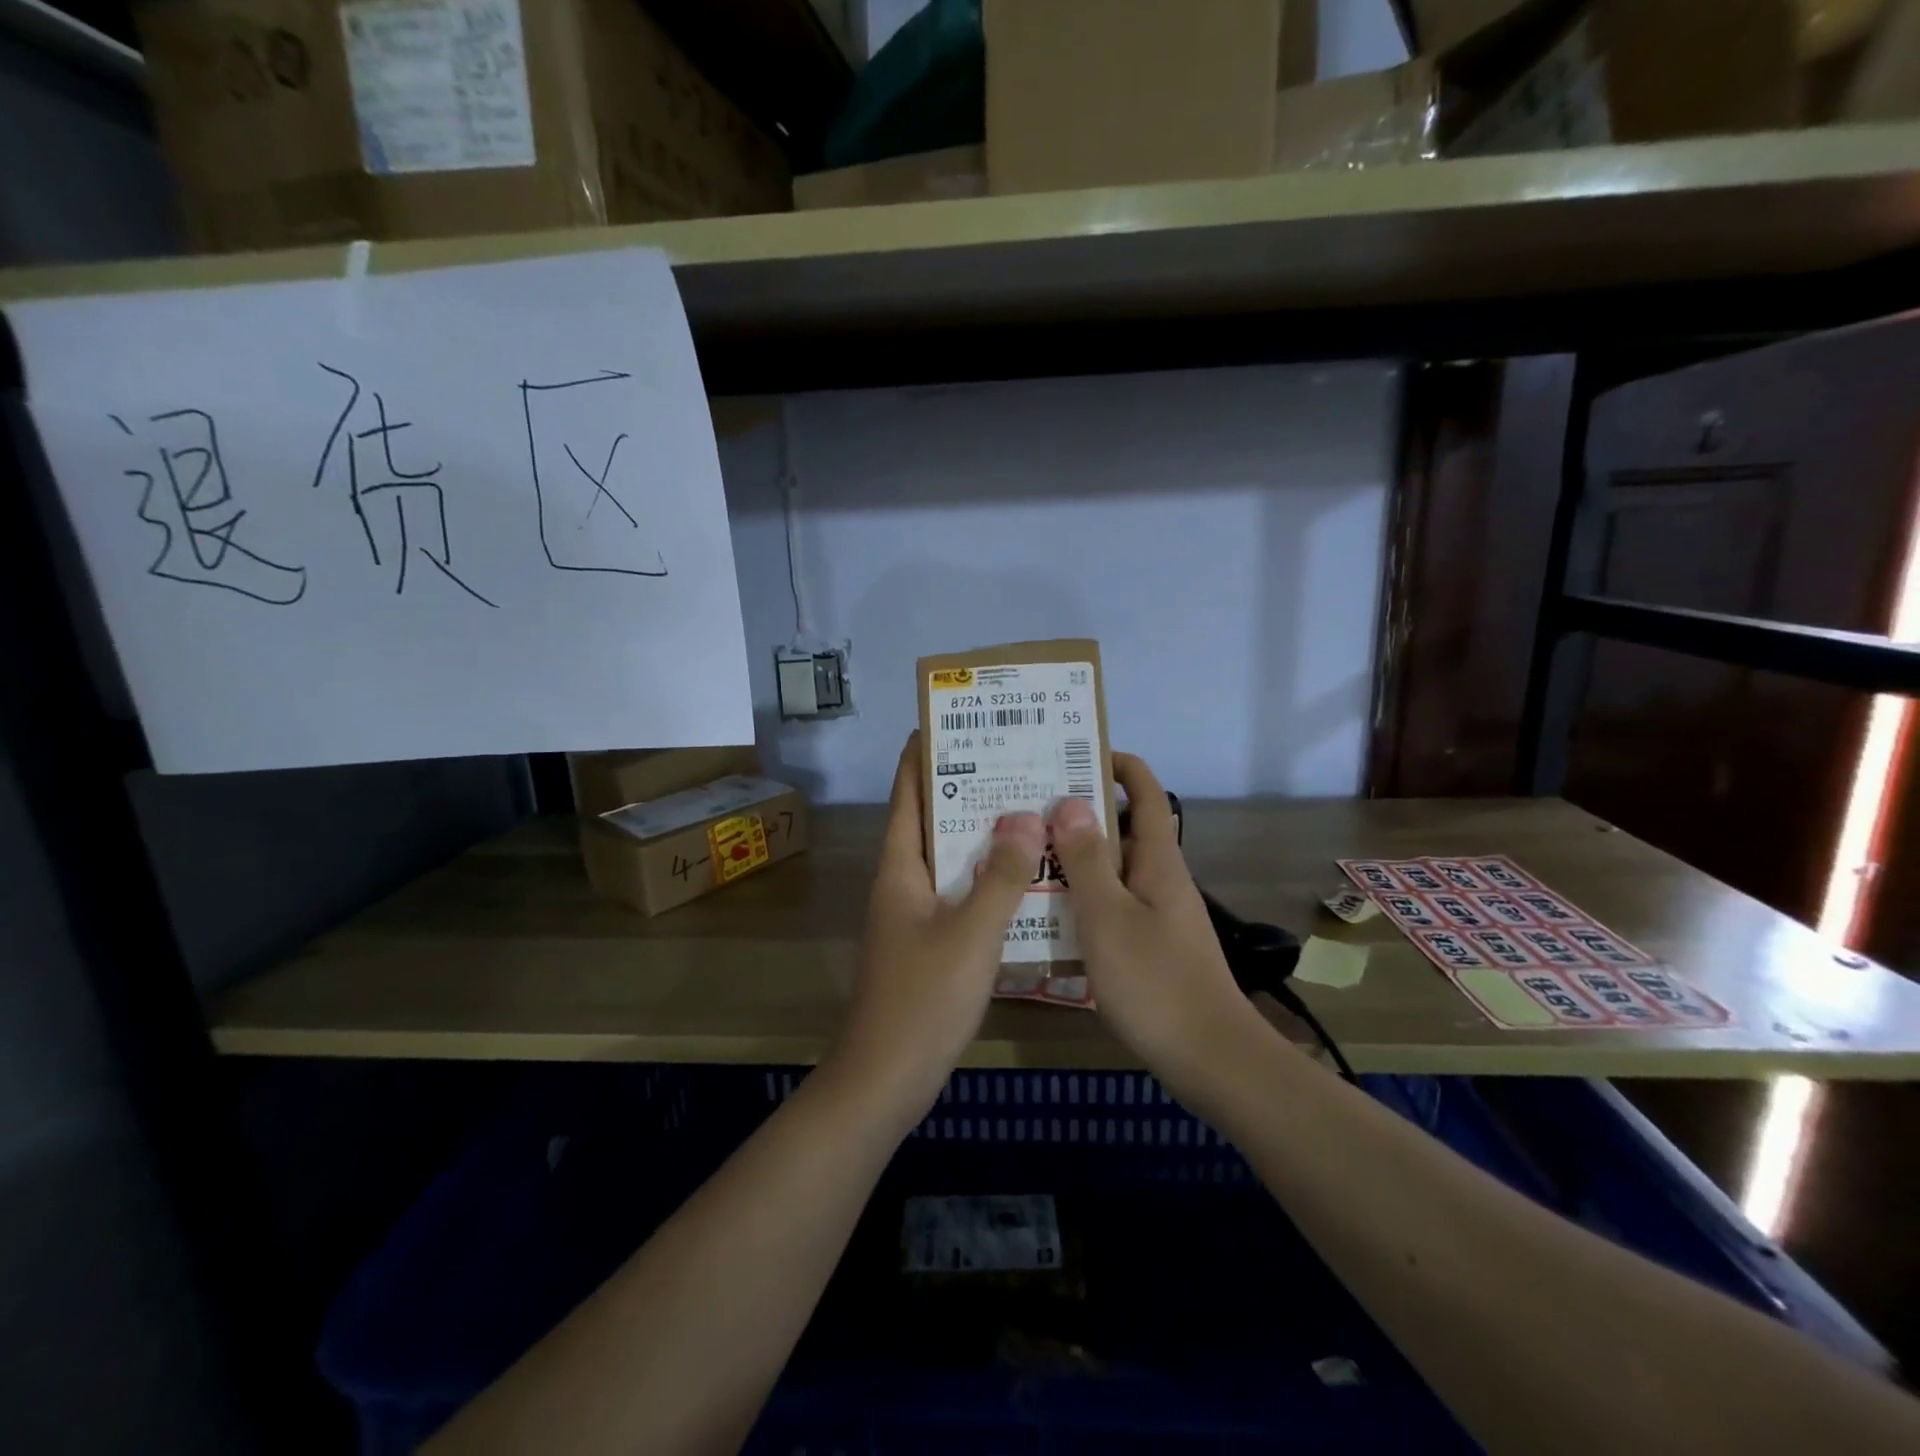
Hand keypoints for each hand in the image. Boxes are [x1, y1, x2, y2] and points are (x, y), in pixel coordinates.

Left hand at [828, 733, 1044, 1117]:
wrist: (886, 1079)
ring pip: (950, 861)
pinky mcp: (929, 945)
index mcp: (900, 869)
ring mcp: (914, 916)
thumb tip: (1026, 816)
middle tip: (1013, 763)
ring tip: (1028, 809)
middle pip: (931, 823)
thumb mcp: (969, 934)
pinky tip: (1024, 879)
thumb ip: (1000, 876)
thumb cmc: (922, 999)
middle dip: (966, 790)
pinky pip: (960, 895)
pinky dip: (987, 879)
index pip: (907, 796)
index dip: (922, 757)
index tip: (948, 722)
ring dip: (982, 836)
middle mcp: (903, 884)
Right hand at [1049, 753, 1269, 1092]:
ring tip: (1024, 852)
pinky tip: (1046, 910)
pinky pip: (1111, 903)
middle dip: (1079, 812)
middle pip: (1121, 828)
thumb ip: (1086, 860)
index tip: (1073, 752)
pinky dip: (1081, 896)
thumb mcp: (1108, 916)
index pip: (1144, 793)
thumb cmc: (1156, 982)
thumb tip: (1069, 802)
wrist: (1211, 1060)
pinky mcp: (1148, 944)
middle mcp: (1160, 878)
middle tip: (1025, 805)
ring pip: (1112, 869)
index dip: (1117, 764)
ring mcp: (1156, 913)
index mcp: (1157, 860)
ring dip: (1074, 857)